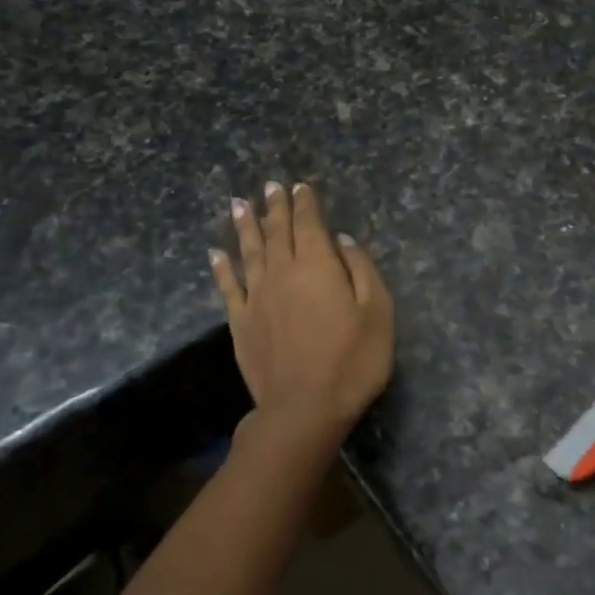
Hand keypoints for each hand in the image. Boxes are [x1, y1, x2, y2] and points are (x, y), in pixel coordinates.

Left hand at [211, 181, 393, 438]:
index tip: (301, 186)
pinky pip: (228, 287)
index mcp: (317, 266)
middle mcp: (281, 273)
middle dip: (275, 207)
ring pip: (249, 252)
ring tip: (240, 204)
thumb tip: (342, 240)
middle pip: (276, 232)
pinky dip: (222, 267)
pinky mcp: (240, 323)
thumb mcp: (377, 313)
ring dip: (246, 226)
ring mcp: (256, 298)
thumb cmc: (352, 361)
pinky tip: (217, 253)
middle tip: (270, 186)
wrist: (304, 408)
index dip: (305, 203)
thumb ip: (362, 270)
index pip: (309, 224)